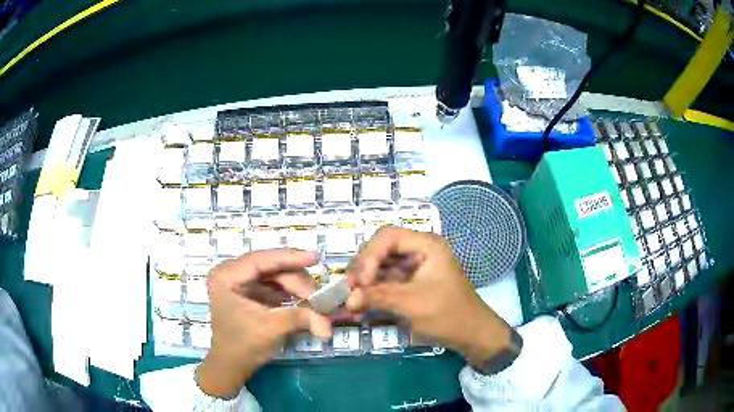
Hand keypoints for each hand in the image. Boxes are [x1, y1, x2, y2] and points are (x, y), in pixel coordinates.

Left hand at [197, 249, 331, 397]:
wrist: (232, 365)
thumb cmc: (244, 346)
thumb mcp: (271, 329)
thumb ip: (300, 319)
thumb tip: (328, 324)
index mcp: (226, 276)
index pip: (261, 260)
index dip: (289, 258)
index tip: (315, 258)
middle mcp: (230, 272)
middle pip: (270, 267)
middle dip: (296, 280)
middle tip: (318, 296)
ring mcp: (239, 281)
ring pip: (274, 274)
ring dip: (295, 286)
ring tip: (314, 300)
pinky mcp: (248, 291)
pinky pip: (272, 284)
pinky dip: (289, 291)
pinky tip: (304, 300)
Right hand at [346, 227, 512, 366]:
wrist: (472, 334)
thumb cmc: (448, 315)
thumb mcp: (412, 304)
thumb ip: (378, 297)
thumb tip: (348, 299)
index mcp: (427, 245)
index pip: (387, 237)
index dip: (368, 256)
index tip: (359, 282)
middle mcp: (420, 250)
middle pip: (382, 249)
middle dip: (364, 268)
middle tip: (350, 290)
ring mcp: (416, 267)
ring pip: (382, 265)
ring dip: (366, 281)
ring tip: (352, 298)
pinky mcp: (412, 283)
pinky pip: (387, 280)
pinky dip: (374, 290)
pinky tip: (362, 302)